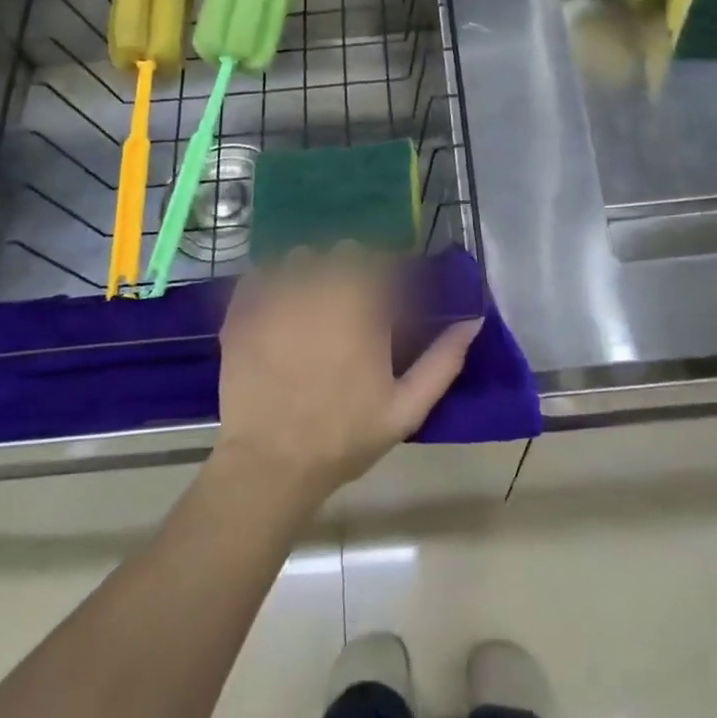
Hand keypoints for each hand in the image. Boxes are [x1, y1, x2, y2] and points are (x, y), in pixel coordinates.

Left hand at [213, 245, 480, 503]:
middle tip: (352, 302)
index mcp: (362, 308)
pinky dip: (269, 282)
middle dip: (351, 269)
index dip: (388, 273)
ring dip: (310, 271)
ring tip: (311, 303)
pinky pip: (257, 275)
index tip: (389, 295)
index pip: (381, 261)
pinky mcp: (242, 312)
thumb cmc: (344, 436)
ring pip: (299, 257)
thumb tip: (473, 321)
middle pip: (341, 252)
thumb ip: (443, 361)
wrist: (270, 465)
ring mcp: (276, 298)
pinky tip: (275, 306)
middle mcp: (320, 290)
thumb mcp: (406, 409)